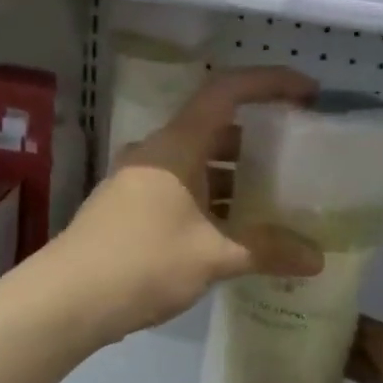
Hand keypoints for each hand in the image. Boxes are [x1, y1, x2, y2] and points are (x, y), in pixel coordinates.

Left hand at [55, 67, 322, 341]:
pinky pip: (181, 189)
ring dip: (234, 176)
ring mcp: (138, 180)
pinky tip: (232, 231)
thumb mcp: (212, 256)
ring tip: (273, 198)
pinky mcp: (129, 209)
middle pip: (214, 128)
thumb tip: (317, 258)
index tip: (308, 94)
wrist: (65, 300)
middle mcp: (156, 153)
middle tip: (296, 157)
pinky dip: (211, 199)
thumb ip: (266, 251)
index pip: (227, 92)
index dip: (270, 82)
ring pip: (196, 163)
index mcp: (176, 146)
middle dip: (257, 139)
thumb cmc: (142, 262)